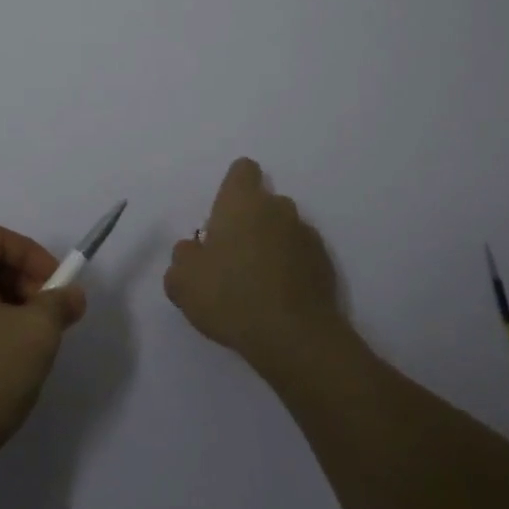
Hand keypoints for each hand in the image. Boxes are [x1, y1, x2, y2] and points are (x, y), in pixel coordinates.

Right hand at [164, 158, 347, 376]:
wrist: (294, 338)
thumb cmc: (231, 295)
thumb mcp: (183, 280)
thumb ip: (183, 256)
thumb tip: (193, 250)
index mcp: (242, 202)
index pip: (243, 170)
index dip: (234, 187)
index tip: (224, 215)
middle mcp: (278, 208)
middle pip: (265, 202)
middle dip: (252, 220)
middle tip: (234, 255)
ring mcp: (306, 236)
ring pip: (285, 229)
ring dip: (273, 244)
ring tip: (259, 281)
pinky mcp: (326, 265)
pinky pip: (303, 256)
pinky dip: (293, 268)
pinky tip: (280, 297)